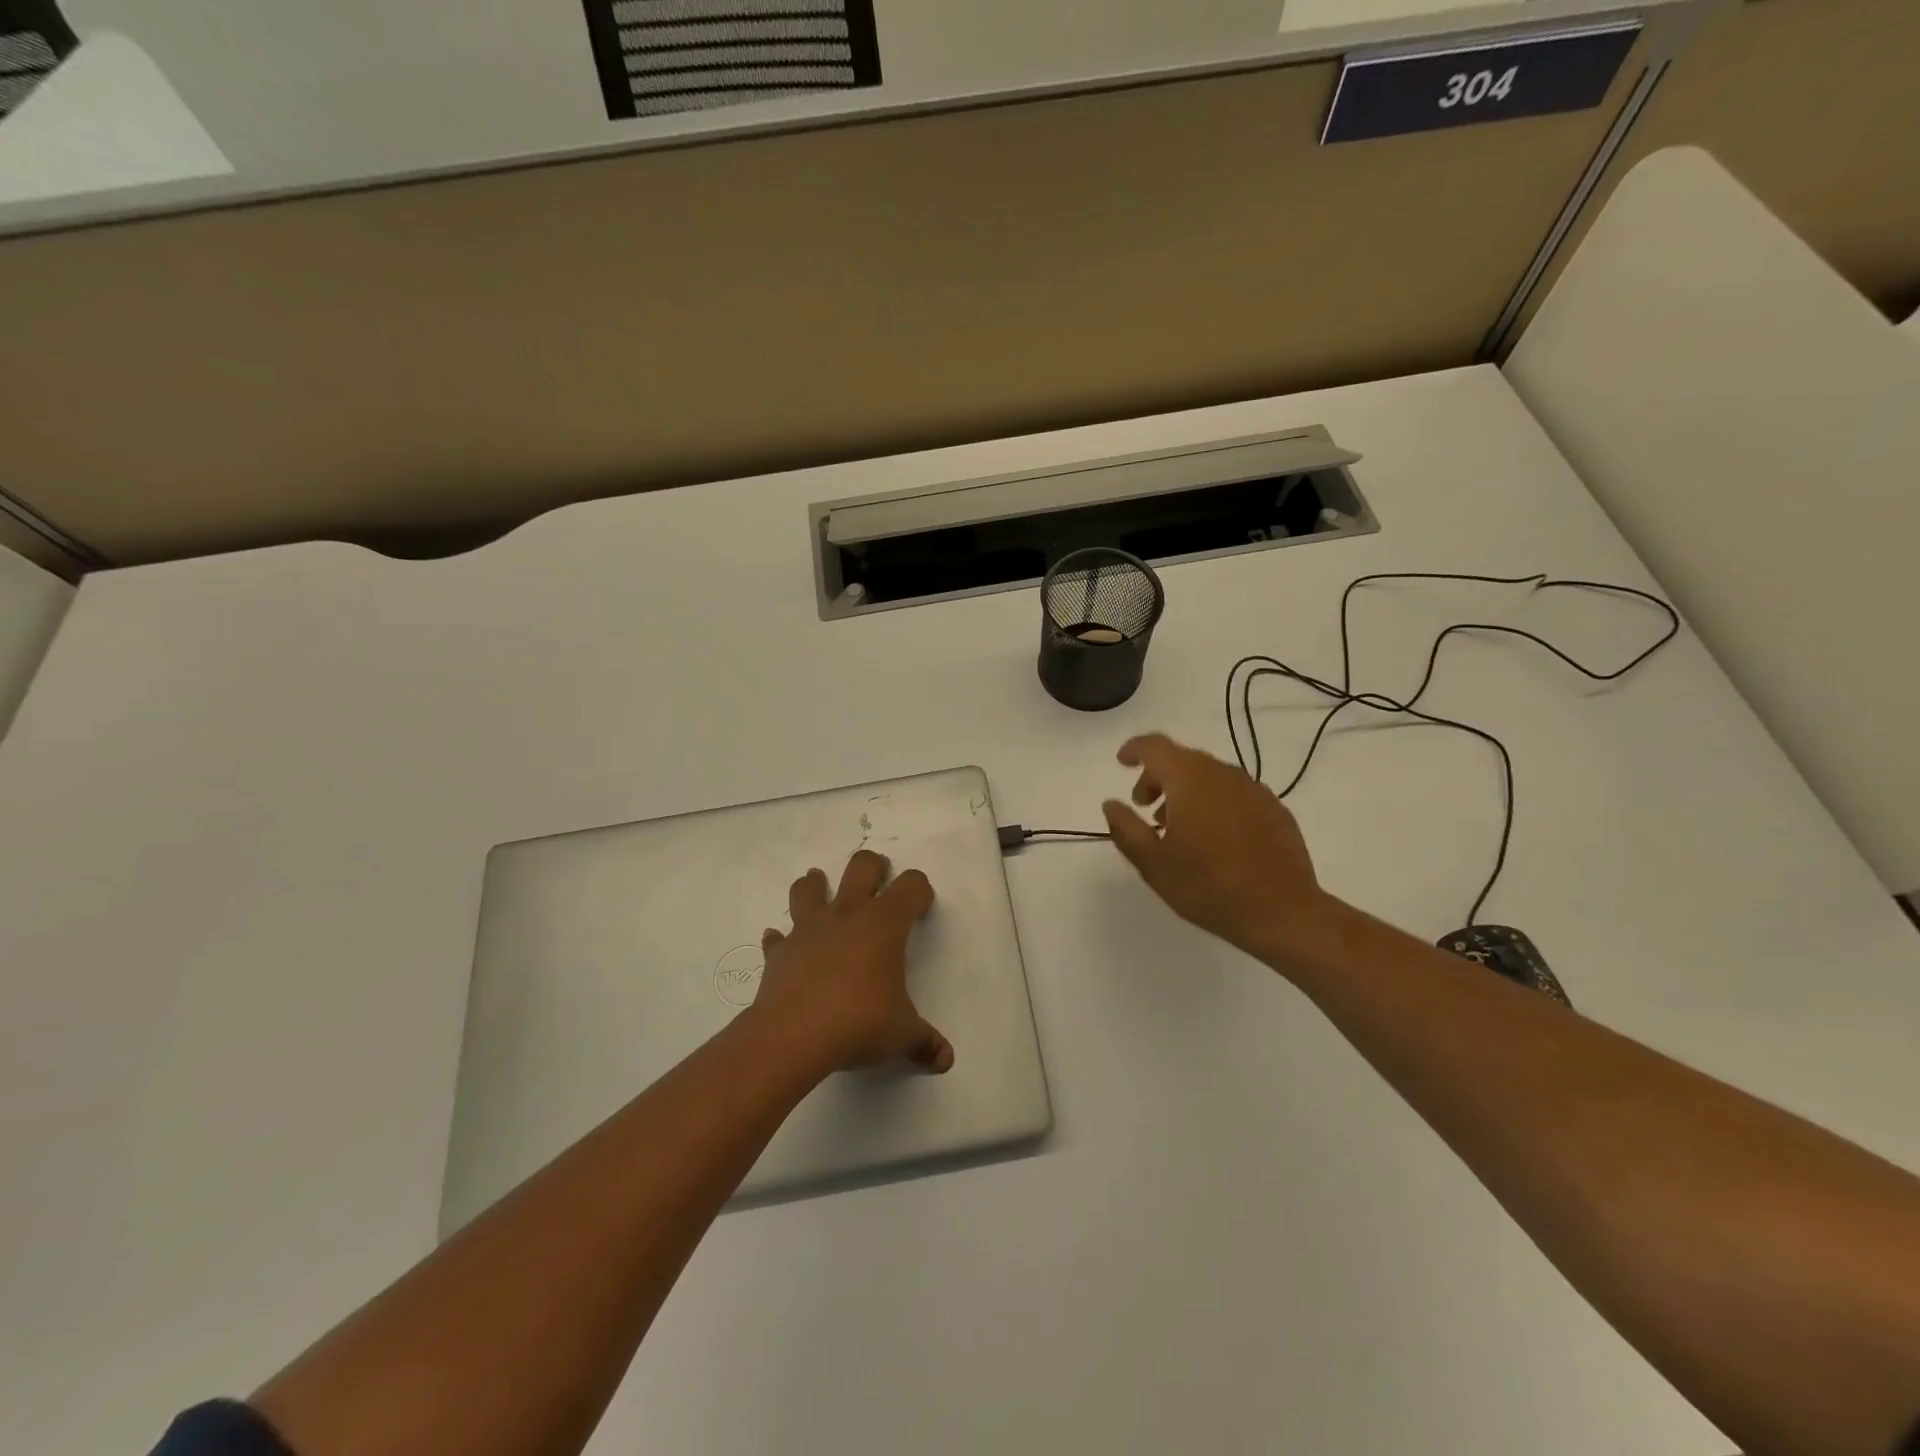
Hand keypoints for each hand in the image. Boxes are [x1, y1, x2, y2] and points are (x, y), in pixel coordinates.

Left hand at [750, 849, 953, 1075]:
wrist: (792, 1037)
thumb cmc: (858, 1024)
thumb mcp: (901, 1035)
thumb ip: (924, 1042)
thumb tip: (945, 1059)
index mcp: (884, 924)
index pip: (911, 886)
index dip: (920, 891)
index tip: (921, 908)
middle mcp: (847, 914)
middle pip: (861, 867)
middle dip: (873, 866)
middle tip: (879, 878)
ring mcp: (808, 929)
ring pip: (809, 888)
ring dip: (816, 885)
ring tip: (821, 888)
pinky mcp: (779, 952)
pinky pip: (777, 937)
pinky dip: (781, 938)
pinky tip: (782, 944)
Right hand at [1103, 732, 1334, 968]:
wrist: (1282, 912)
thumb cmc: (1208, 886)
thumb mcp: (1153, 863)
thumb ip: (1126, 828)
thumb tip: (1111, 804)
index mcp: (1189, 779)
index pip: (1155, 747)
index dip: (1134, 749)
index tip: (1122, 762)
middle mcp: (1223, 774)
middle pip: (1183, 759)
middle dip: (1158, 777)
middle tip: (1145, 808)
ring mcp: (1254, 790)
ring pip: (1210, 776)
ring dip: (1186, 791)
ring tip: (1177, 827)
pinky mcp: (1275, 810)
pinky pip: (1234, 793)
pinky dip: (1215, 803)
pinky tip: (1214, 837)